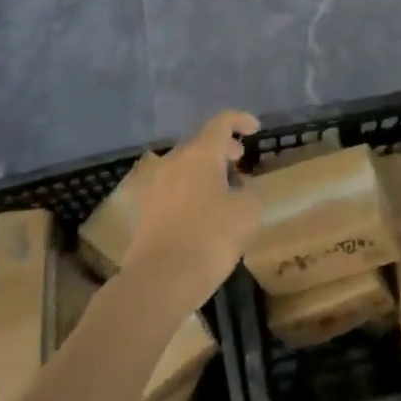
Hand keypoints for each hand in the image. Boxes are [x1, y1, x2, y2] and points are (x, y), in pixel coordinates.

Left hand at [122, 111, 262, 316]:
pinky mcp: (146, 209)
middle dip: (222, 148)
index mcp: (200, 153)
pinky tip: (203, 212)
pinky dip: (191, 189)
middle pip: (200, 143)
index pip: (221, 122)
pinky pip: (174, 187)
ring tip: (224, 189)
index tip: (254, 129)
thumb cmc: (210, 238)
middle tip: (239, 160)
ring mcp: (155, 185)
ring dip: (205, 170)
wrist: (159, 280)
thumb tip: (242, 188)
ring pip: (185, 166)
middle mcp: (174, 161)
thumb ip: (250, 192)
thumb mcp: (247, 214)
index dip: (240, 120)